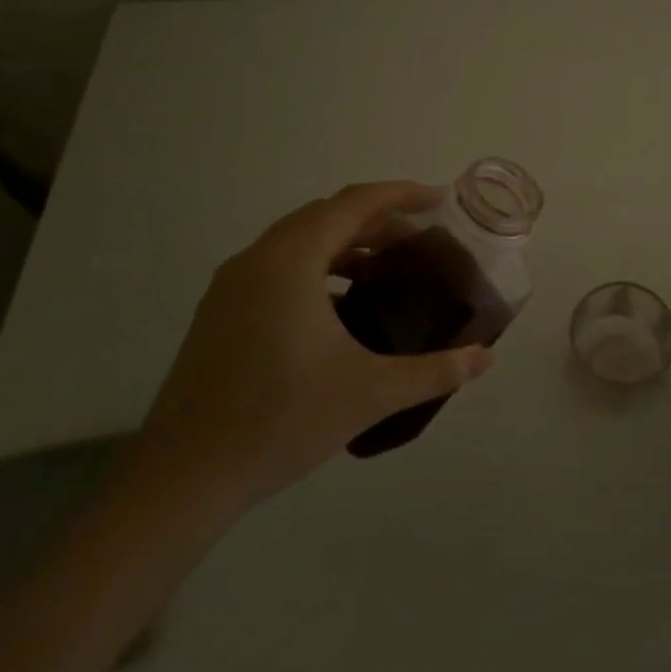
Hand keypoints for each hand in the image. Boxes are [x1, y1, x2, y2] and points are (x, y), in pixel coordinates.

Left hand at [130, 181, 494, 506]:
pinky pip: (277, 267)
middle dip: (377, 220)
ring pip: (298, 242)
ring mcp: (231, 286)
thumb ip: (435, 371)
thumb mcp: (370, 392)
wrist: (184, 476)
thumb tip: (486, 359)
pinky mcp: (220, 312)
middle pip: (326, 216)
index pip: (354, 203)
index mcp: (291, 261)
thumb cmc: (282, 420)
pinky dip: (317, 269)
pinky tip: (341, 309)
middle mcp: (257, 259)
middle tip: (421, 240)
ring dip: (345, 244)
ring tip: (386, 270)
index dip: (401, 195)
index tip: (439, 201)